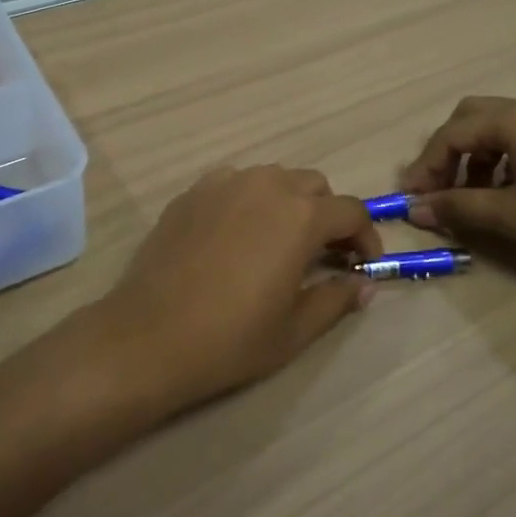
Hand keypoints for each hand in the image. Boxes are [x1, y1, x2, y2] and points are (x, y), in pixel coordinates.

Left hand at [88, 166, 381, 412]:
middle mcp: (267, 186)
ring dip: (289, 203)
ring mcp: (225, 183)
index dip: (365, 237)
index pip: (351, 211)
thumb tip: (364, 284)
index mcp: (301, 216)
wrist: (149, 336)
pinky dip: (249, 201)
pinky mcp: (192, 192)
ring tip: (279, 242)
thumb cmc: (231, 338)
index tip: (362, 265)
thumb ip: (337, 299)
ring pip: (273, 178)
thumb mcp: (295, 329)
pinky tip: (237, 236)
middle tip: (323, 254)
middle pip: (314, 186)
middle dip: (327, 215)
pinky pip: (234, 183)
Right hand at [401, 96, 515, 264]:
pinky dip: (498, 159)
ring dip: (473, 158)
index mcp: (509, 119)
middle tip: (438, 187)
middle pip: (468, 119)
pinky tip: (507, 191)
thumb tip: (415, 210)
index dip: (425, 167)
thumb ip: (459, 208)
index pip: (450, 135)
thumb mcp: (512, 214)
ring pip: (493, 128)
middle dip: (447, 153)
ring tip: (472, 197)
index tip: (411, 198)